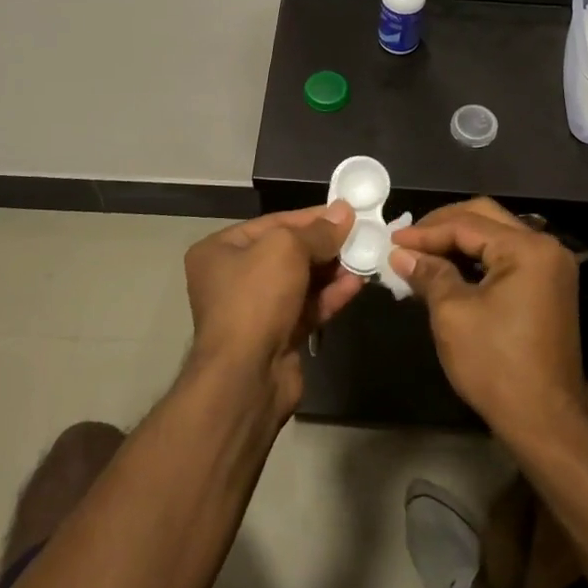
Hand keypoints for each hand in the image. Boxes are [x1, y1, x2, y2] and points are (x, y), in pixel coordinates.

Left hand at [183, 202, 364, 422]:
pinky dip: (331, 295)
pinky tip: (357, 283)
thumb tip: (344, 212)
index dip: (312, 216)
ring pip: (301, 281)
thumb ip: (318, 231)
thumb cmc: (256, 297)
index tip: (347, 212)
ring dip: (333, 270)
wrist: (246, 376)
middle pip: (288, 252)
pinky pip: (307, 306)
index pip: (274, 223)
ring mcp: (255, 309)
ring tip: (366, 257)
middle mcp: (233, 277)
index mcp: (221, 250)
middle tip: (362, 235)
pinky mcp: (277, 335)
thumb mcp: (287, 249)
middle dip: (325, 245)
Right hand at [390, 198, 582, 439]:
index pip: (467, 225)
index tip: (391, 240)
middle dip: (442, 227)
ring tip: (421, 254)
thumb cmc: (495, 365)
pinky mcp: (548, 287)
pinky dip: (476, 260)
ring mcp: (551, 268)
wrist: (544, 421)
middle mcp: (546, 248)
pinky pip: (506, 258)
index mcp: (527, 249)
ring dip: (458, 242)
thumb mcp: (452, 314)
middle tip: (407, 241)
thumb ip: (428, 274)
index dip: (425, 232)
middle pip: (485, 218)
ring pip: (496, 236)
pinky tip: (447, 271)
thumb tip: (401, 254)